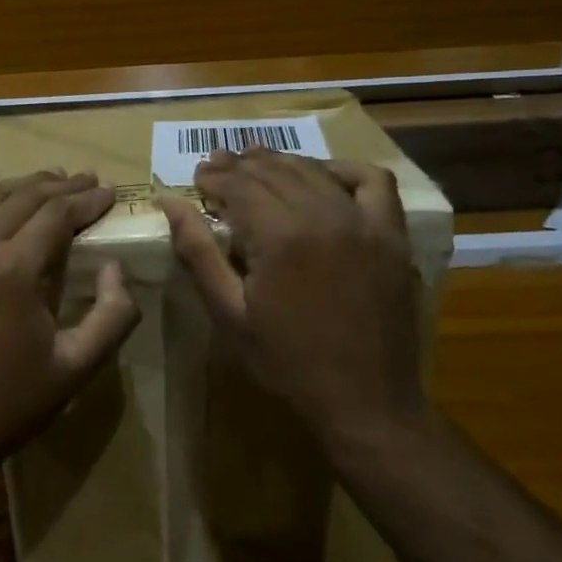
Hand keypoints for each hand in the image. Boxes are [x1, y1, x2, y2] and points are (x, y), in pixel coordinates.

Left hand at [0, 167, 141, 496]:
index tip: (109, 193)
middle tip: (87, 180)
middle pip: (22, 198)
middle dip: (59, 186)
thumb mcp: (77, 366)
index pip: (56, 214)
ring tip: (49, 179)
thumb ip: (113, 315)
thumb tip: (115, 268)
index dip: (86, 200)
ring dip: (20, 184)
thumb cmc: (12, 402)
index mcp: (13, 270)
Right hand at [159, 148, 423, 452]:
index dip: (213, 176)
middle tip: (216, 164)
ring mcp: (364, 222)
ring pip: (314, 171)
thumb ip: (198, 252)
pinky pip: (373, 182)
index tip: (196, 176)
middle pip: (274, 171)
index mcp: (280, 236)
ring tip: (256, 162)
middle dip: (240, 165)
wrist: (365, 400)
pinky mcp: (391, 235)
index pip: (239, 185)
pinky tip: (322, 175)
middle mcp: (323, 215)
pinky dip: (344, 170)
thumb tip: (170, 202)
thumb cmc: (287, 361)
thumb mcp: (228, 313)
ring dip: (281, 161)